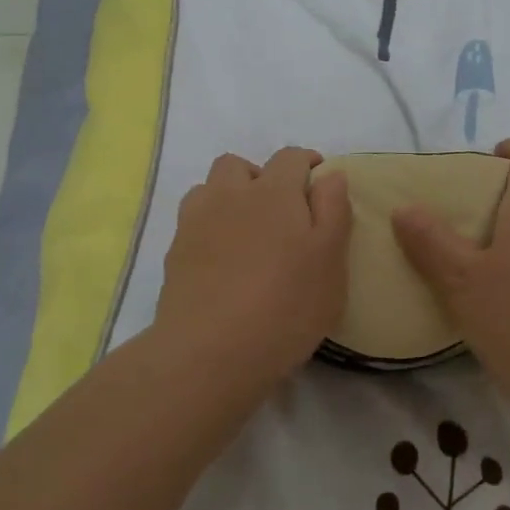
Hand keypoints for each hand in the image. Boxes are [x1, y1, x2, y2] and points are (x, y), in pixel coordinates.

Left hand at [151, 146, 351, 386]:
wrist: (210, 351)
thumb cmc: (286, 305)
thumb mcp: (330, 261)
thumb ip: (334, 210)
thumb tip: (330, 175)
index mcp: (274, 192)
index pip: (289, 157)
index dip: (306, 162)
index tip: (318, 180)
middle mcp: (230, 195)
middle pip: (239, 165)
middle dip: (260, 176)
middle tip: (280, 211)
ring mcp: (196, 222)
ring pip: (210, 189)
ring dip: (229, 197)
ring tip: (247, 231)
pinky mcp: (175, 253)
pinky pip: (192, 221)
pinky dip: (209, 226)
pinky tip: (223, 258)